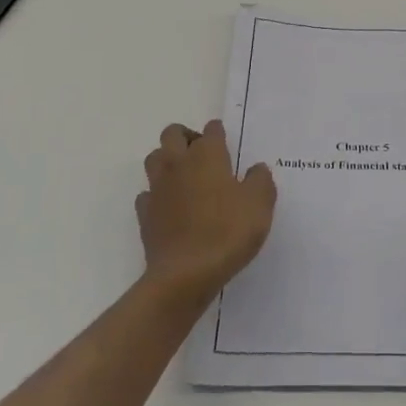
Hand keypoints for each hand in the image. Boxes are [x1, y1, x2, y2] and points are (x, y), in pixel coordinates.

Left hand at [136, 121, 276, 307]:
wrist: (184, 274)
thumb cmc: (227, 232)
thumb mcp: (260, 205)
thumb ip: (261, 180)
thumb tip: (256, 169)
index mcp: (207, 156)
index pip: (211, 130)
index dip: (219, 133)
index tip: (227, 143)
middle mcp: (179, 164)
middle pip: (172, 133)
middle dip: (186, 136)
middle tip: (203, 155)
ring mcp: (158, 188)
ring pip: (154, 158)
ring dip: (167, 160)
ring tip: (185, 177)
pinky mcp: (145, 214)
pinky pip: (147, 194)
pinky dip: (157, 195)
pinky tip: (170, 207)